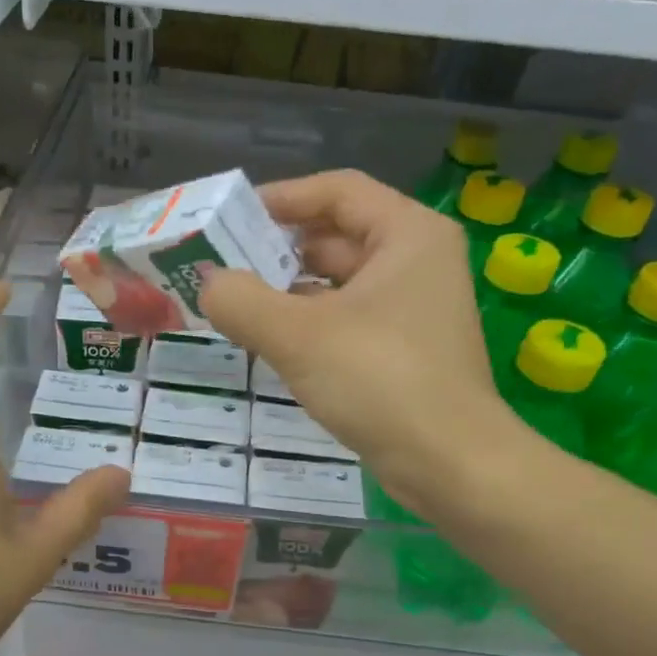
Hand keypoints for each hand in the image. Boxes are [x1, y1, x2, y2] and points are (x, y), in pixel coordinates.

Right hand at [202, 170, 540, 515]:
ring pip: (339, 284)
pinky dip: (309, 325)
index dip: (281, 198)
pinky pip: (347, 321)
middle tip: (221, 268)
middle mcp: (417, 261)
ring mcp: (414, 309)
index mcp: (408, 234)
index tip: (230, 218)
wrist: (450, 464)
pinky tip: (270, 344)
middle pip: (336, 236)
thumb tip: (207, 284)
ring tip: (235, 307)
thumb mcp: (298, 336)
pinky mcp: (405, 351)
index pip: (338, 191)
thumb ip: (241, 301)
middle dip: (277, 251)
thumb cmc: (381, 382)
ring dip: (288, 293)